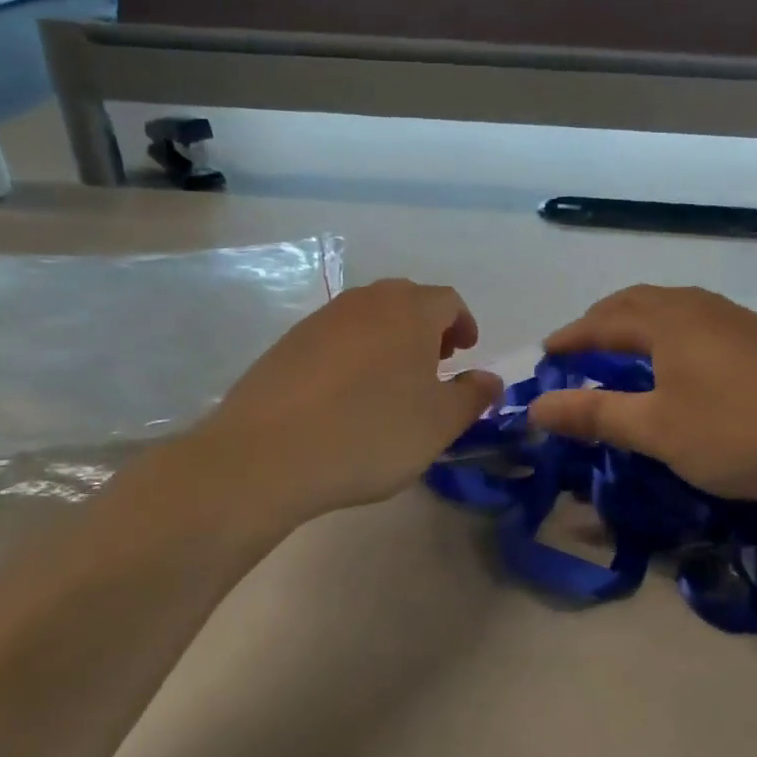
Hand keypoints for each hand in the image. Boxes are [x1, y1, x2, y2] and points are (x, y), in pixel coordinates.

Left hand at [181, 279, 502, 523]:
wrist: (268, 454)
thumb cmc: (371, 434)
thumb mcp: (439, 424)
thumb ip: (473, 396)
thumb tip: (489, 379)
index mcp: (409, 312)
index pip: (447, 301)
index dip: (462, 323)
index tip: (465, 352)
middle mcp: (365, 303)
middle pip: (406, 301)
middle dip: (427, 328)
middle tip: (434, 364)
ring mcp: (320, 320)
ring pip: (368, 317)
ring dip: (389, 339)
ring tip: (391, 382)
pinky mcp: (287, 344)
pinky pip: (334, 337)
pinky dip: (353, 354)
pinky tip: (346, 395)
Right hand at [527, 285, 756, 506]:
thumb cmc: (737, 433)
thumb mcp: (656, 430)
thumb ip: (594, 414)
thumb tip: (536, 408)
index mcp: (668, 321)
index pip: (603, 321)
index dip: (571, 337)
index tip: (547, 353)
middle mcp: (701, 308)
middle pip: (639, 302)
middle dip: (603, 320)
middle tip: (581, 344)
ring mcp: (740, 319)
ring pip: (676, 308)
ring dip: (641, 322)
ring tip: (628, 347)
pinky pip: (703, 322)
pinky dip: (674, 333)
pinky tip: (687, 361)